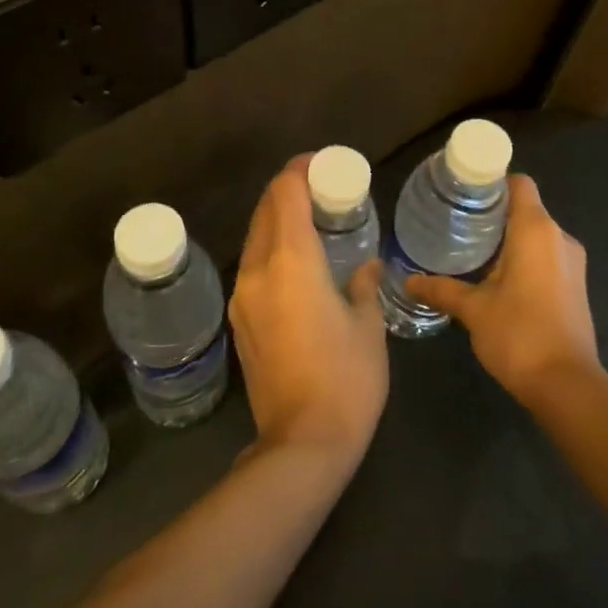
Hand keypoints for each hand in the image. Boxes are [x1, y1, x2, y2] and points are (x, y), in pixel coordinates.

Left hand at [228, 156, 388, 464]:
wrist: (303, 443)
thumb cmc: (347, 378)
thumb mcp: (369, 326)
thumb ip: (365, 286)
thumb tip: (367, 267)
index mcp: (292, 262)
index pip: (285, 193)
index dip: (300, 169)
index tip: (323, 164)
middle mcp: (258, 271)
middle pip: (265, 210)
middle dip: (289, 190)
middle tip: (323, 189)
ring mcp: (242, 297)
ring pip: (255, 238)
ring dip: (278, 219)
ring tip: (312, 222)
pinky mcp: (239, 321)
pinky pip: (253, 266)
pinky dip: (272, 249)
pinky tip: (298, 263)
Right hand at [406, 174, 598, 406]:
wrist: (567, 385)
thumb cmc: (519, 335)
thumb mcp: (473, 309)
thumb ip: (442, 288)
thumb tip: (408, 279)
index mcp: (536, 230)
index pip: (519, 183)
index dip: (493, 182)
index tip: (464, 193)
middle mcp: (559, 237)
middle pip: (526, 208)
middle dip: (494, 213)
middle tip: (457, 222)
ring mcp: (572, 262)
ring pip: (537, 234)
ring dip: (509, 238)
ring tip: (472, 250)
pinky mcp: (576, 285)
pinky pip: (547, 256)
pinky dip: (524, 258)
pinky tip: (497, 278)